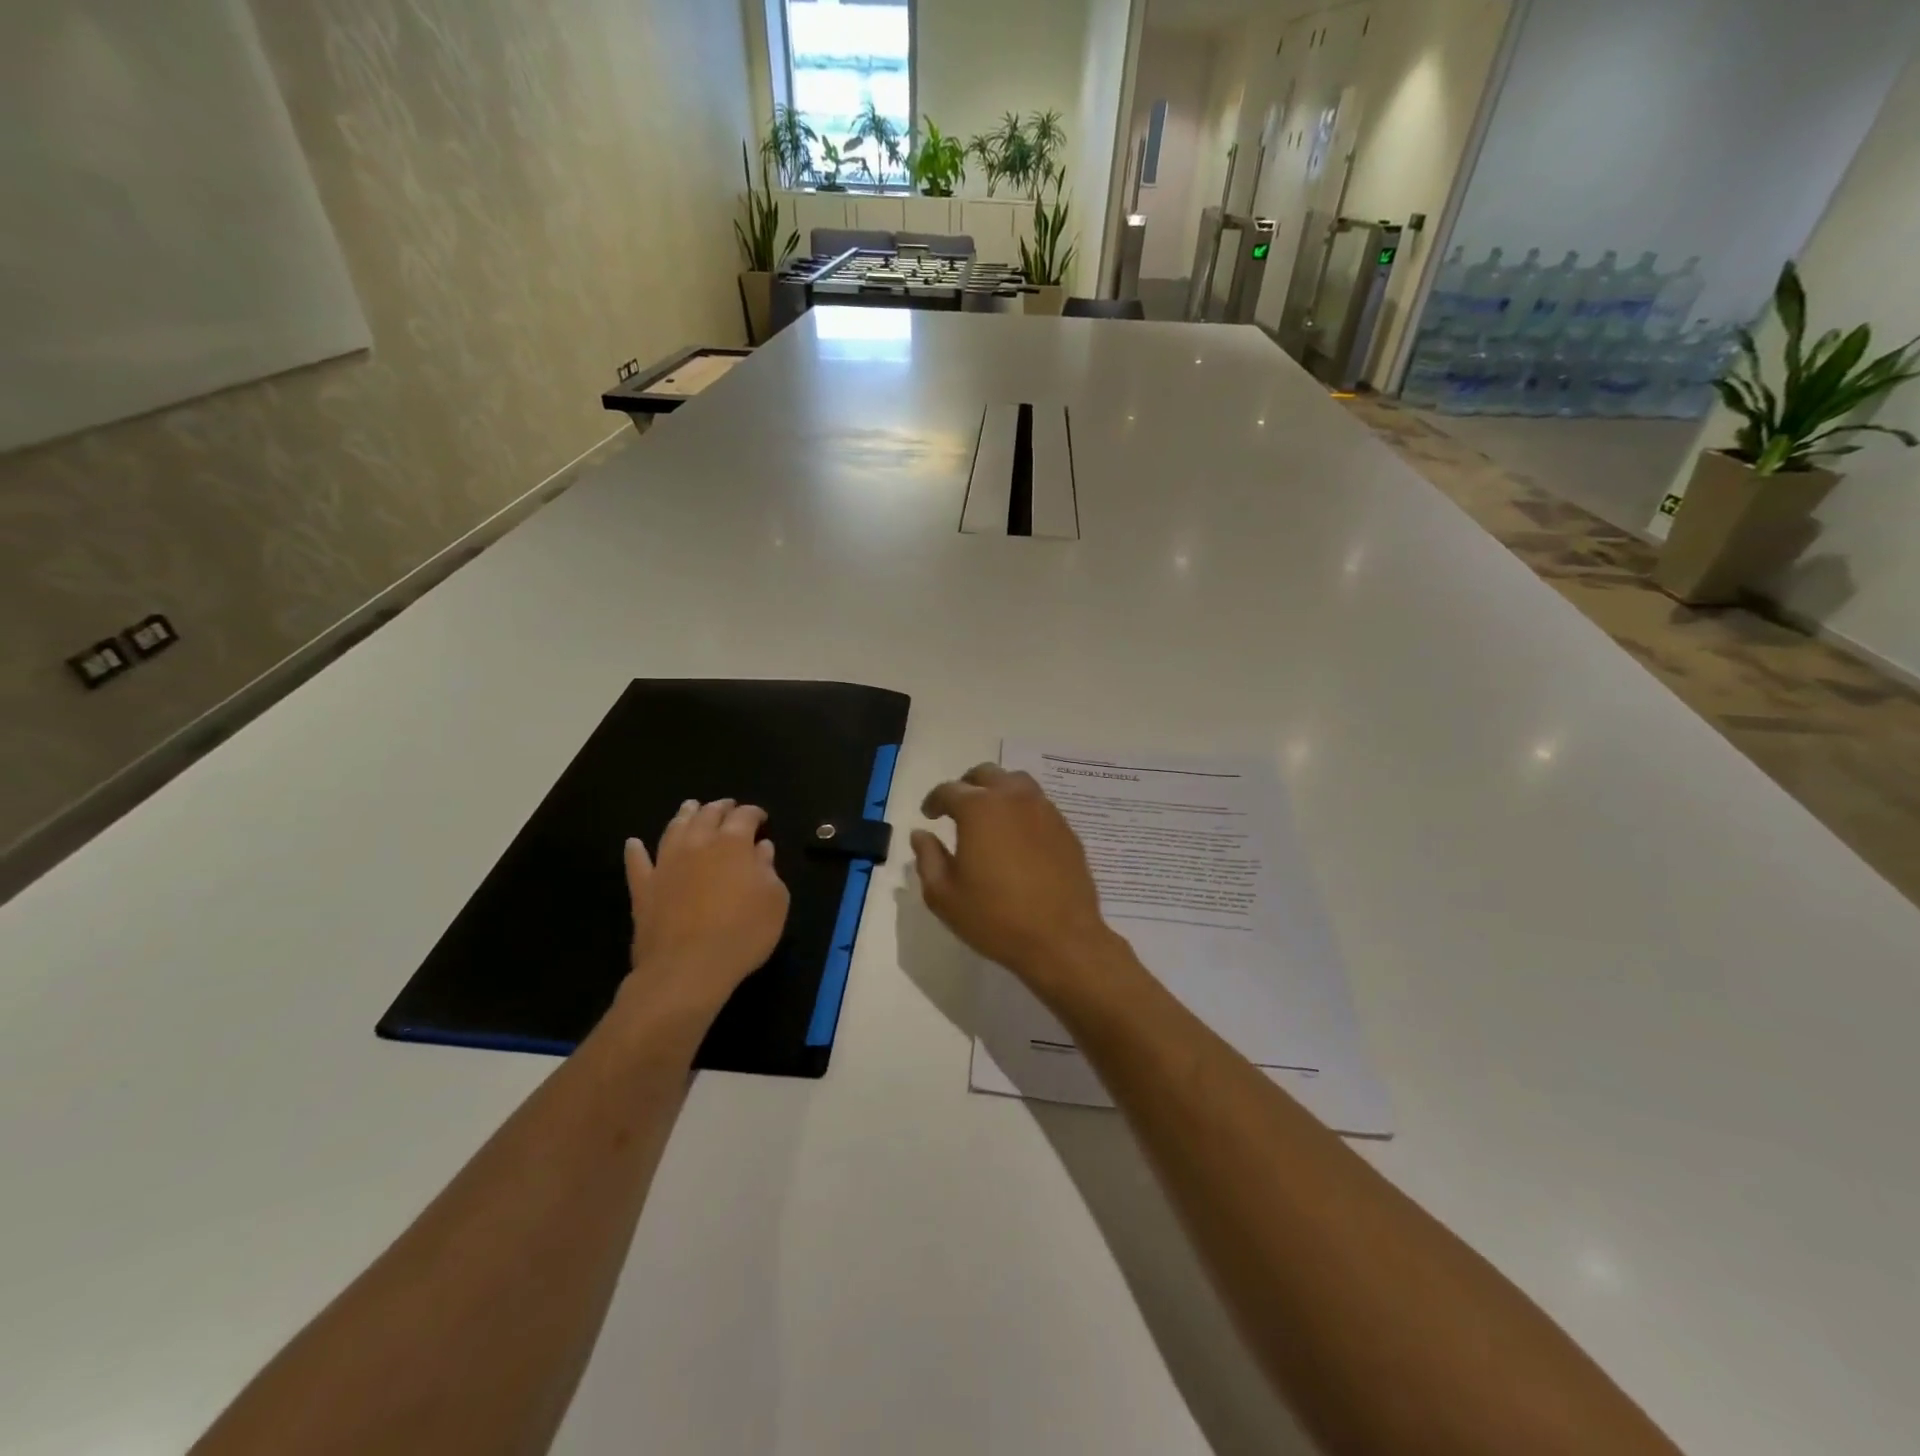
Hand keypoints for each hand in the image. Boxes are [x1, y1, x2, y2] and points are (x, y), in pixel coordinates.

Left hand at [621, 799, 789, 1025]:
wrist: (688, 968)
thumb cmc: (742, 933)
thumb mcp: (774, 900)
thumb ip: (768, 869)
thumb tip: (761, 848)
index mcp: (733, 844)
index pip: (745, 816)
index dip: (754, 813)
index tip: (761, 818)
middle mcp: (697, 844)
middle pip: (707, 815)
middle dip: (720, 807)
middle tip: (727, 806)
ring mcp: (666, 864)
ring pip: (674, 829)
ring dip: (684, 816)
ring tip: (690, 807)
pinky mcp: (644, 888)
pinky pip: (637, 863)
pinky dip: (636, 851)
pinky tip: (634, 844)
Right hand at [910, 764, 1115, 994]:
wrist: (1061, 939)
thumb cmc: (995, 918)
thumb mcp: (944, 895)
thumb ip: (927, 858)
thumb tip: (921, 834)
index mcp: (979, 809)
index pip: (949, 790)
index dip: (934, 801)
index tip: (929, 815)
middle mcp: (1013, 798)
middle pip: (985, 774)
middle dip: (966, 786)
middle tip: (957, 809)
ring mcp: (1044, 810)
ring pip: (1016, 783)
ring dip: (997, 791)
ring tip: (989, 816)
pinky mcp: (1065, 828)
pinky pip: (1038, 804)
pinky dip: (1021, 809)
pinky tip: (1017, 836)